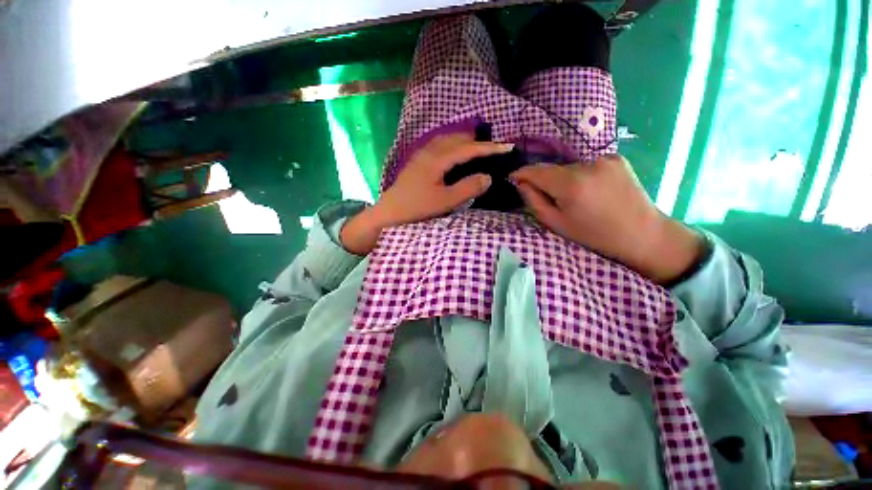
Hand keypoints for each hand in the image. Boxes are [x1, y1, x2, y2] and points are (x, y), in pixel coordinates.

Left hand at [340, 133, 513, 254]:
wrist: (389, 212)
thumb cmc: (417, 208)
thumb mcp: (445, 201)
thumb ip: (468, 188)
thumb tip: (487, 176)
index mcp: (437, 159)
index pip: (468, 148)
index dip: (489, 147)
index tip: (508, 147)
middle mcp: (429, 151)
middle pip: (458, 138)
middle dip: (478, 141)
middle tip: (495, 149)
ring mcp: (421, 154)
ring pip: (448, 140)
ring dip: (465, 141)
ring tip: (479, 149)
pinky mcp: (418, 161)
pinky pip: (440, 145)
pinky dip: (454, 146)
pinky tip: (456, 155)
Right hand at [510, 155, 703, 283]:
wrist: (642, 234)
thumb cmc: (594, 235)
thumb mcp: (557, 224)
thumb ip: (534, 201)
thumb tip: (522, 183)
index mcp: (571, 185)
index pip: (536, 170)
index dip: (522, 173)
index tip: (513, 177)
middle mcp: (587, 165)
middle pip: (553, 168)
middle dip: (544, 179)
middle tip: (547, 196)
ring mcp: (604, 158)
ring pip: (569, 167)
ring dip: (564, 178)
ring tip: (573, 196)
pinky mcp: (617, 158)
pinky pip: (587, 165)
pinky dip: (581, 175)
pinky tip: (591, 190)